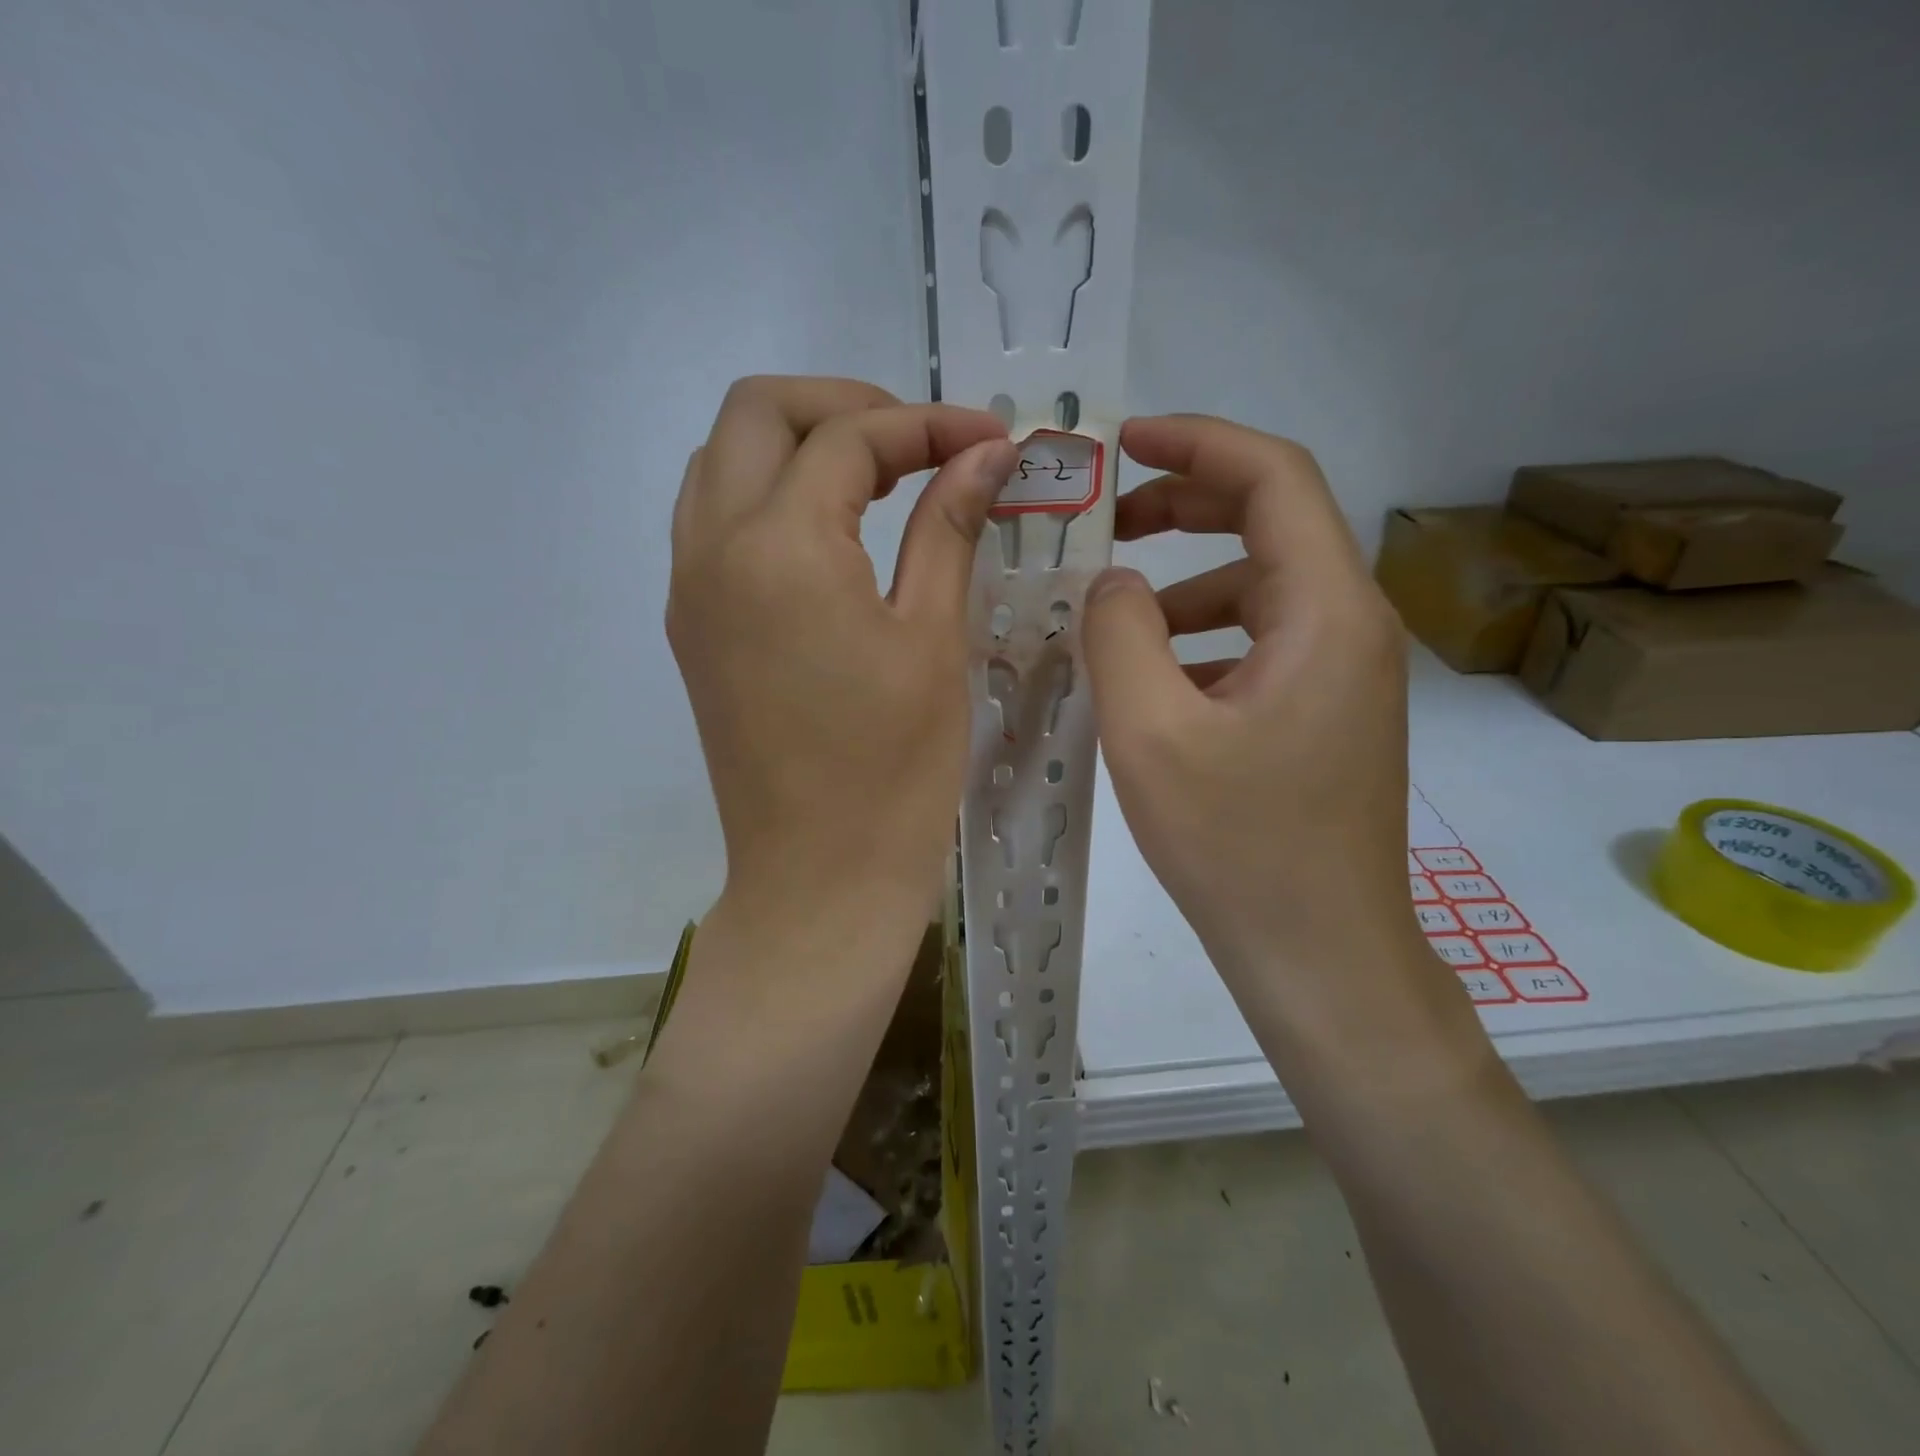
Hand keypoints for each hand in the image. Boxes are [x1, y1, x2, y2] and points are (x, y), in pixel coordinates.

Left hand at [668, 377, 1014, 932]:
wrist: (819, 876)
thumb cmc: (894, 769)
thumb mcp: (932, 639)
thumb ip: (948, 527)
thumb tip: (983, 454)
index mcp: (780, 548)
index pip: (849, 439)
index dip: (928, 424)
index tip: (990, 439)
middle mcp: (713, 548)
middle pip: (758, 413)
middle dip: (844, 407)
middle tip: (920, 446)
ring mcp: (689, 587)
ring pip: (722, 459)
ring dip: (797, 445)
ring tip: (878, 481)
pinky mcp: (691, 625)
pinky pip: (713, 519)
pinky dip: (769, 494)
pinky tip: (831, 534)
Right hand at [1083, 415, 1439, 1037]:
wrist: (1319, 954)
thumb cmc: (1238, 847)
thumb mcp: (1151, 734)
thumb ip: (1119, 634)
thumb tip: (1114, 581)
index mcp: (1326, 611)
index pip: (1274, 478)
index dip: (1197, 444)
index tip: (1123, 441)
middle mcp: (1351, 625)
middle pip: (1271, 522)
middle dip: (1183, 506)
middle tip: (1104, 519)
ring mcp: (1342, 672)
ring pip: (1261, 587)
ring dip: (1187, 580)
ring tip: (1113, 607)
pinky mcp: (1324, 712)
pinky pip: (1260, 641)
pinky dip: (1202, 635)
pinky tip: (1152, 673)